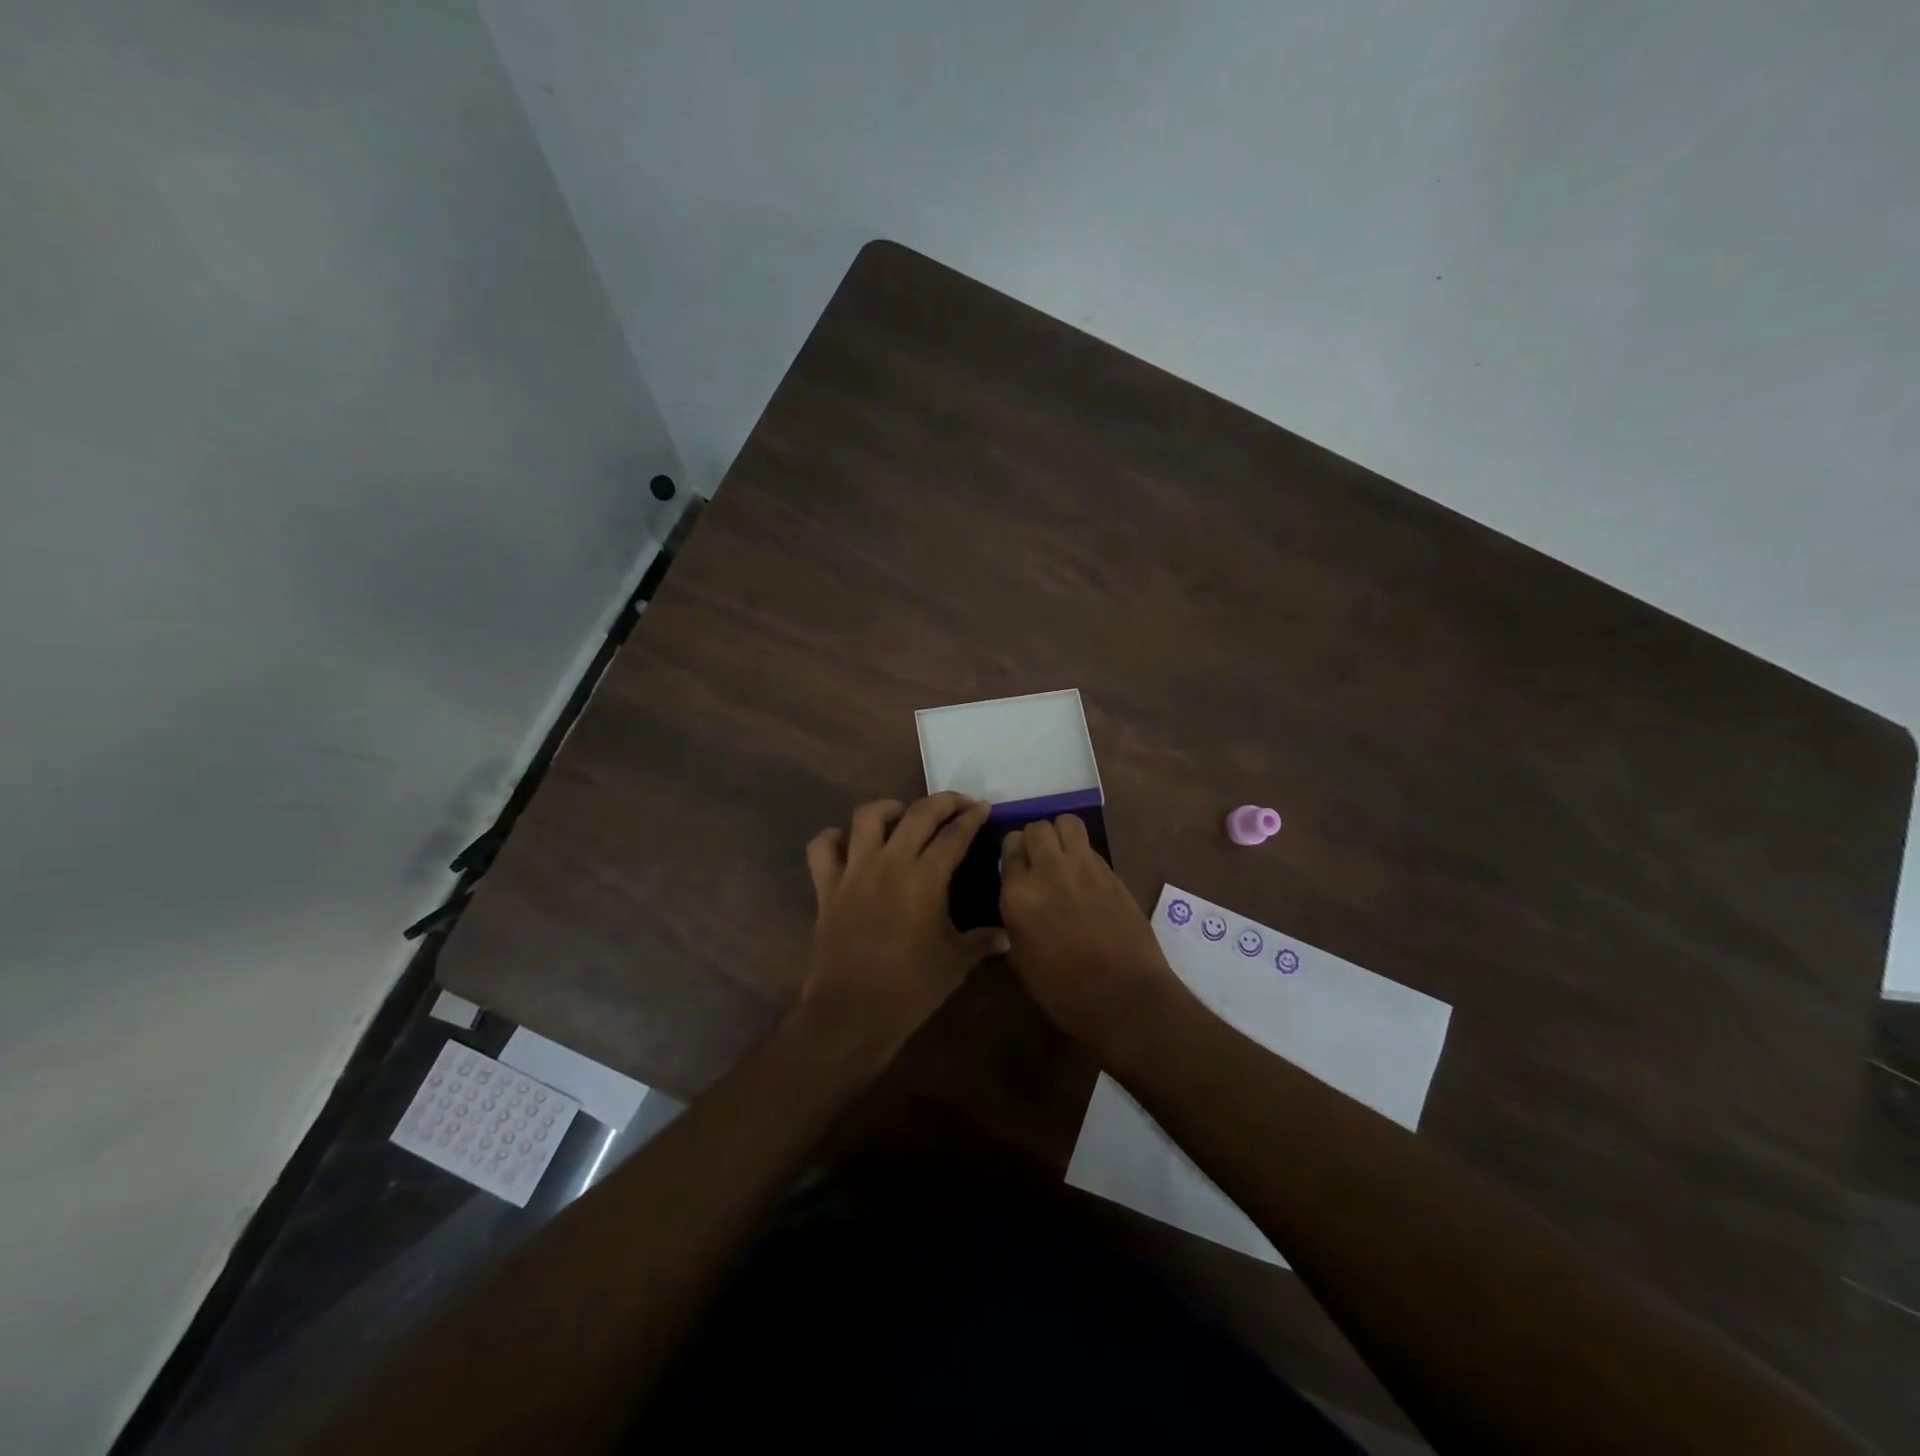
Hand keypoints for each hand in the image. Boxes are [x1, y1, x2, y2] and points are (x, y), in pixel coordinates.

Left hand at [796, 794, 1008, 1068]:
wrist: (853, 1012)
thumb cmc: (911, 987)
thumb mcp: (955, 962)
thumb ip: (981, 942)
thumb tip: (1006, 937)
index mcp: (926, 878)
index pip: (954, 834)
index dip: (971, 817)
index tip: (982, 807)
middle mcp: (890, 863)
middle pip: (917, 814)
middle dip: (942, 801)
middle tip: (956, 803)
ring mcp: (854, 871)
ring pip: (867, 817)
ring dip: (888, 808)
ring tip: (901, 815)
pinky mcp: (827, 887)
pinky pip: (822, 848)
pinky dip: (833, 838)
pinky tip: (849, 844)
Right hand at [999, 814, 1189, 1058]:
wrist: (1124, 997)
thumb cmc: (1064, 991)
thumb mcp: (1021, 957)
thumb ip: (1015, 915)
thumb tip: (1019, 896)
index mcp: (1018, 896)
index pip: (1009, 846)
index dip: (1014, 853)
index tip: (1018, 865)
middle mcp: (1047, 871)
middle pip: (1037, 828)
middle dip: (1036, 839)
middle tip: (1040, 860)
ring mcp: (1083, 867)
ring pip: (1067, 823)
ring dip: (1061, 835)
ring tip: (1063, 856)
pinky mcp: (1111, 872)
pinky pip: (1090, 846)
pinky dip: (1083, 853)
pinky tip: (1086, 876)